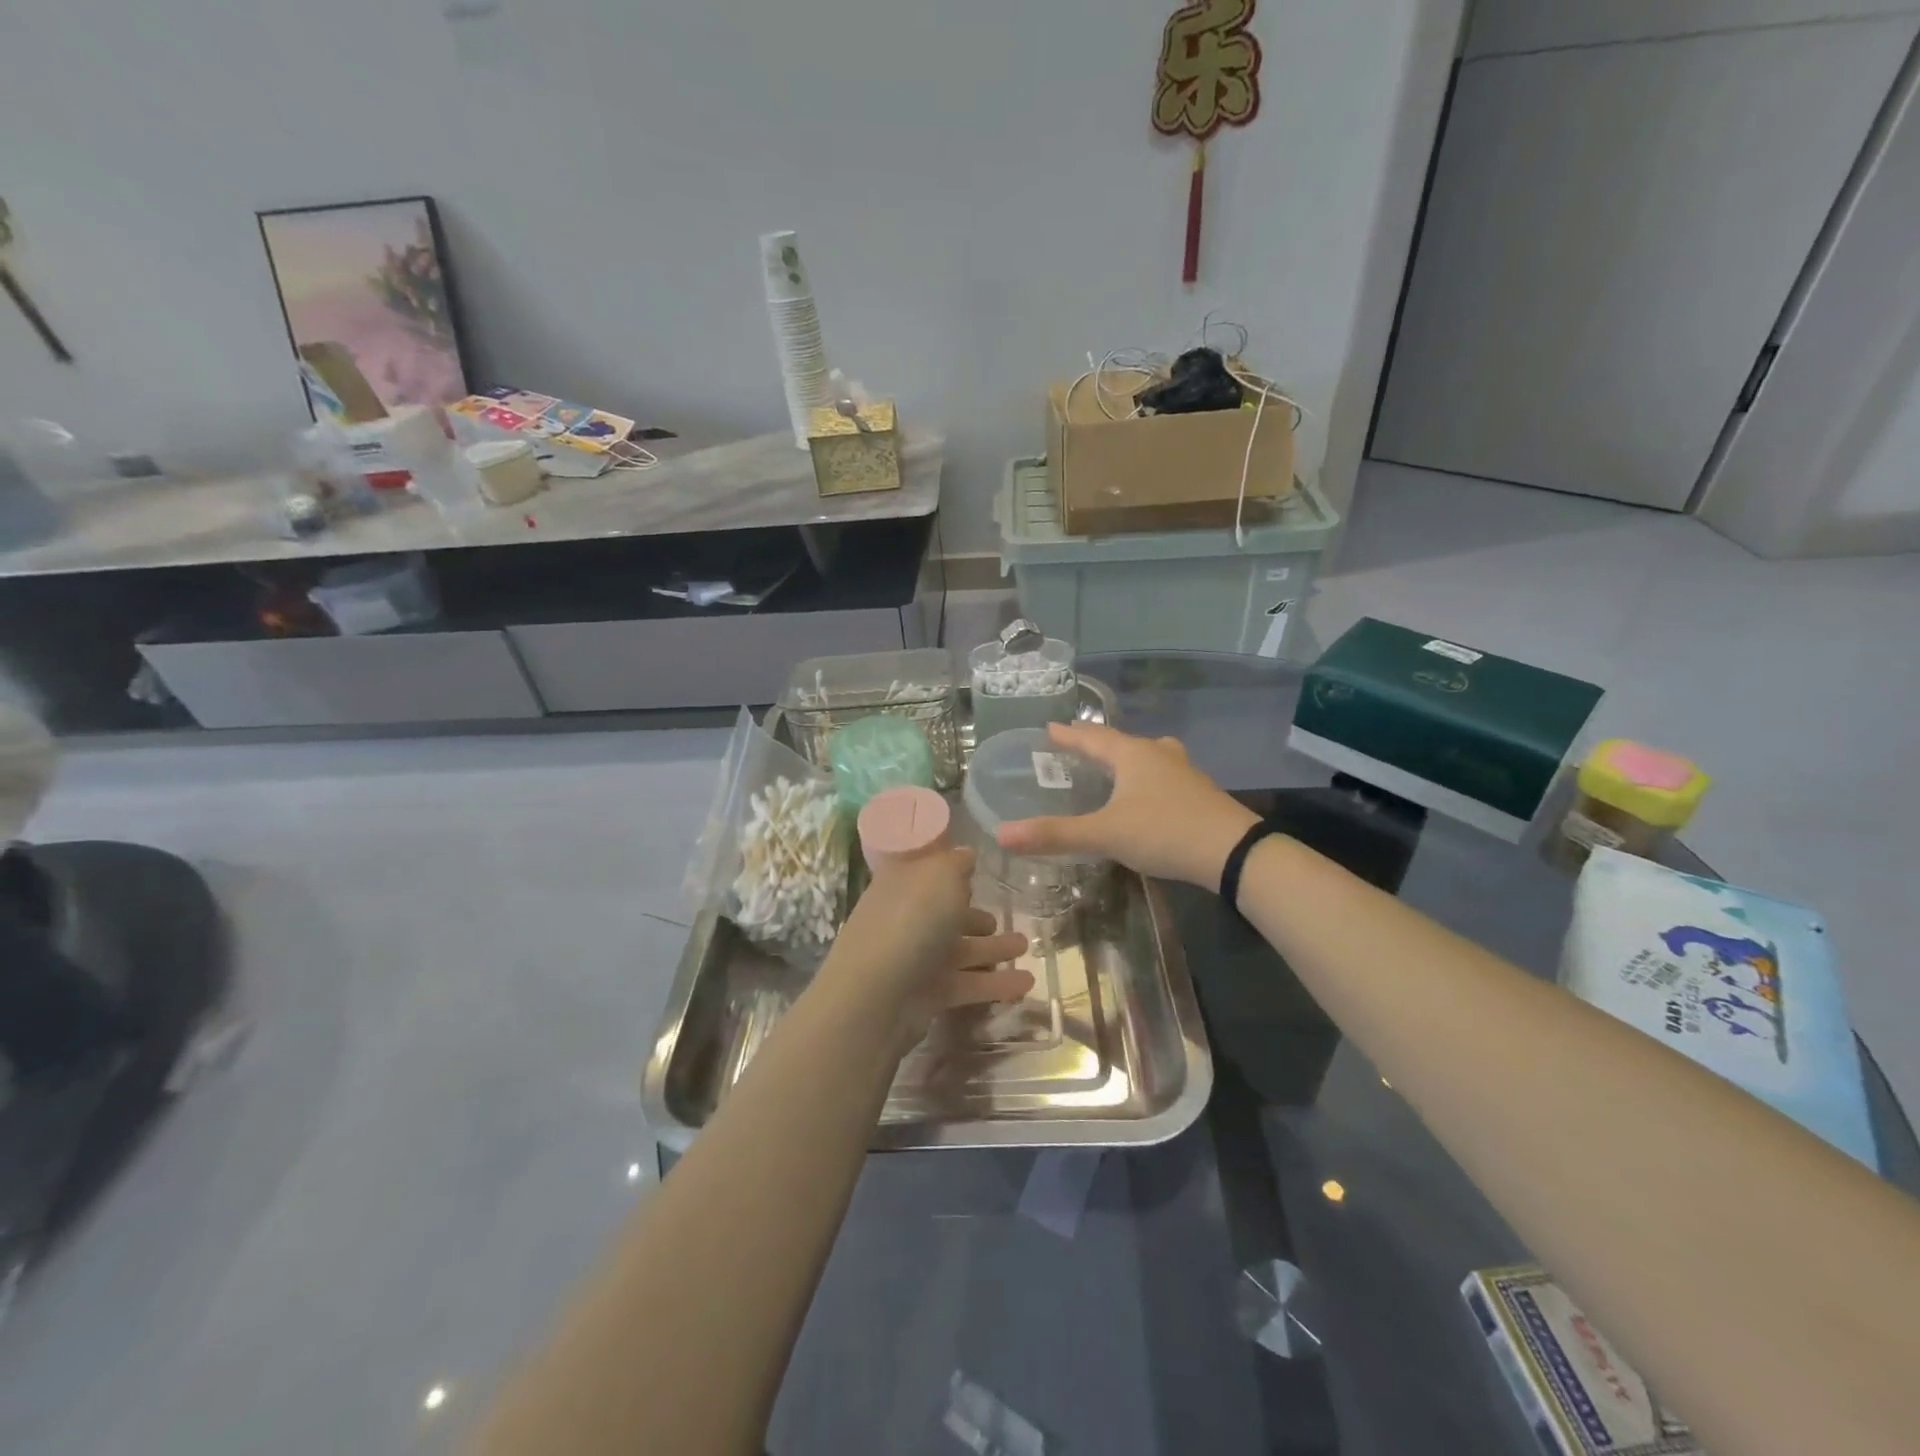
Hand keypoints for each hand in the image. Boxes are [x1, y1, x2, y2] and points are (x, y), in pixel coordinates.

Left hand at [816, 847, 1032, 1052]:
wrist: (877, 995)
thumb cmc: (912, 920)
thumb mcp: (940, 875)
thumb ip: (957, 862)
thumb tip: (966, 855)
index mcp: (904, 884)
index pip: (929, 873)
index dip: (953, 871)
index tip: (981, 871)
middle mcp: (907, 918)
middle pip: (947, 914)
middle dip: (977, 916)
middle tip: (1008, 918)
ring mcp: (916, 958)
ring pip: (962, 949)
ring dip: (993, 948)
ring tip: (1026, 946)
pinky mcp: (928, 994)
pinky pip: (968, 983)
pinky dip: (996, 983)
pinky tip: (1028, 983)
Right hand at [997, 723, 1258, 888]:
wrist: (1233, 852)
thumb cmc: (1163, 831)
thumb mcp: (1104, 834)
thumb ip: (1054, 834)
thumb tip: (1002, 833)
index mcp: (1131, 755)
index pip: (1092, 737)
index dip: (1068, 735)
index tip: (1049, 728)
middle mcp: (1157, 754)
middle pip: (1120, 742)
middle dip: (1096, 743)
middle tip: (1075, 743)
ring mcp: (1182, 771)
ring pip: (1147, 755)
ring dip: (1126, 756)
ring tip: (1114, 762)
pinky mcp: (1198, 792)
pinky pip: (1163, 773)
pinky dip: (1147, 776)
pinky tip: (1148, 791)